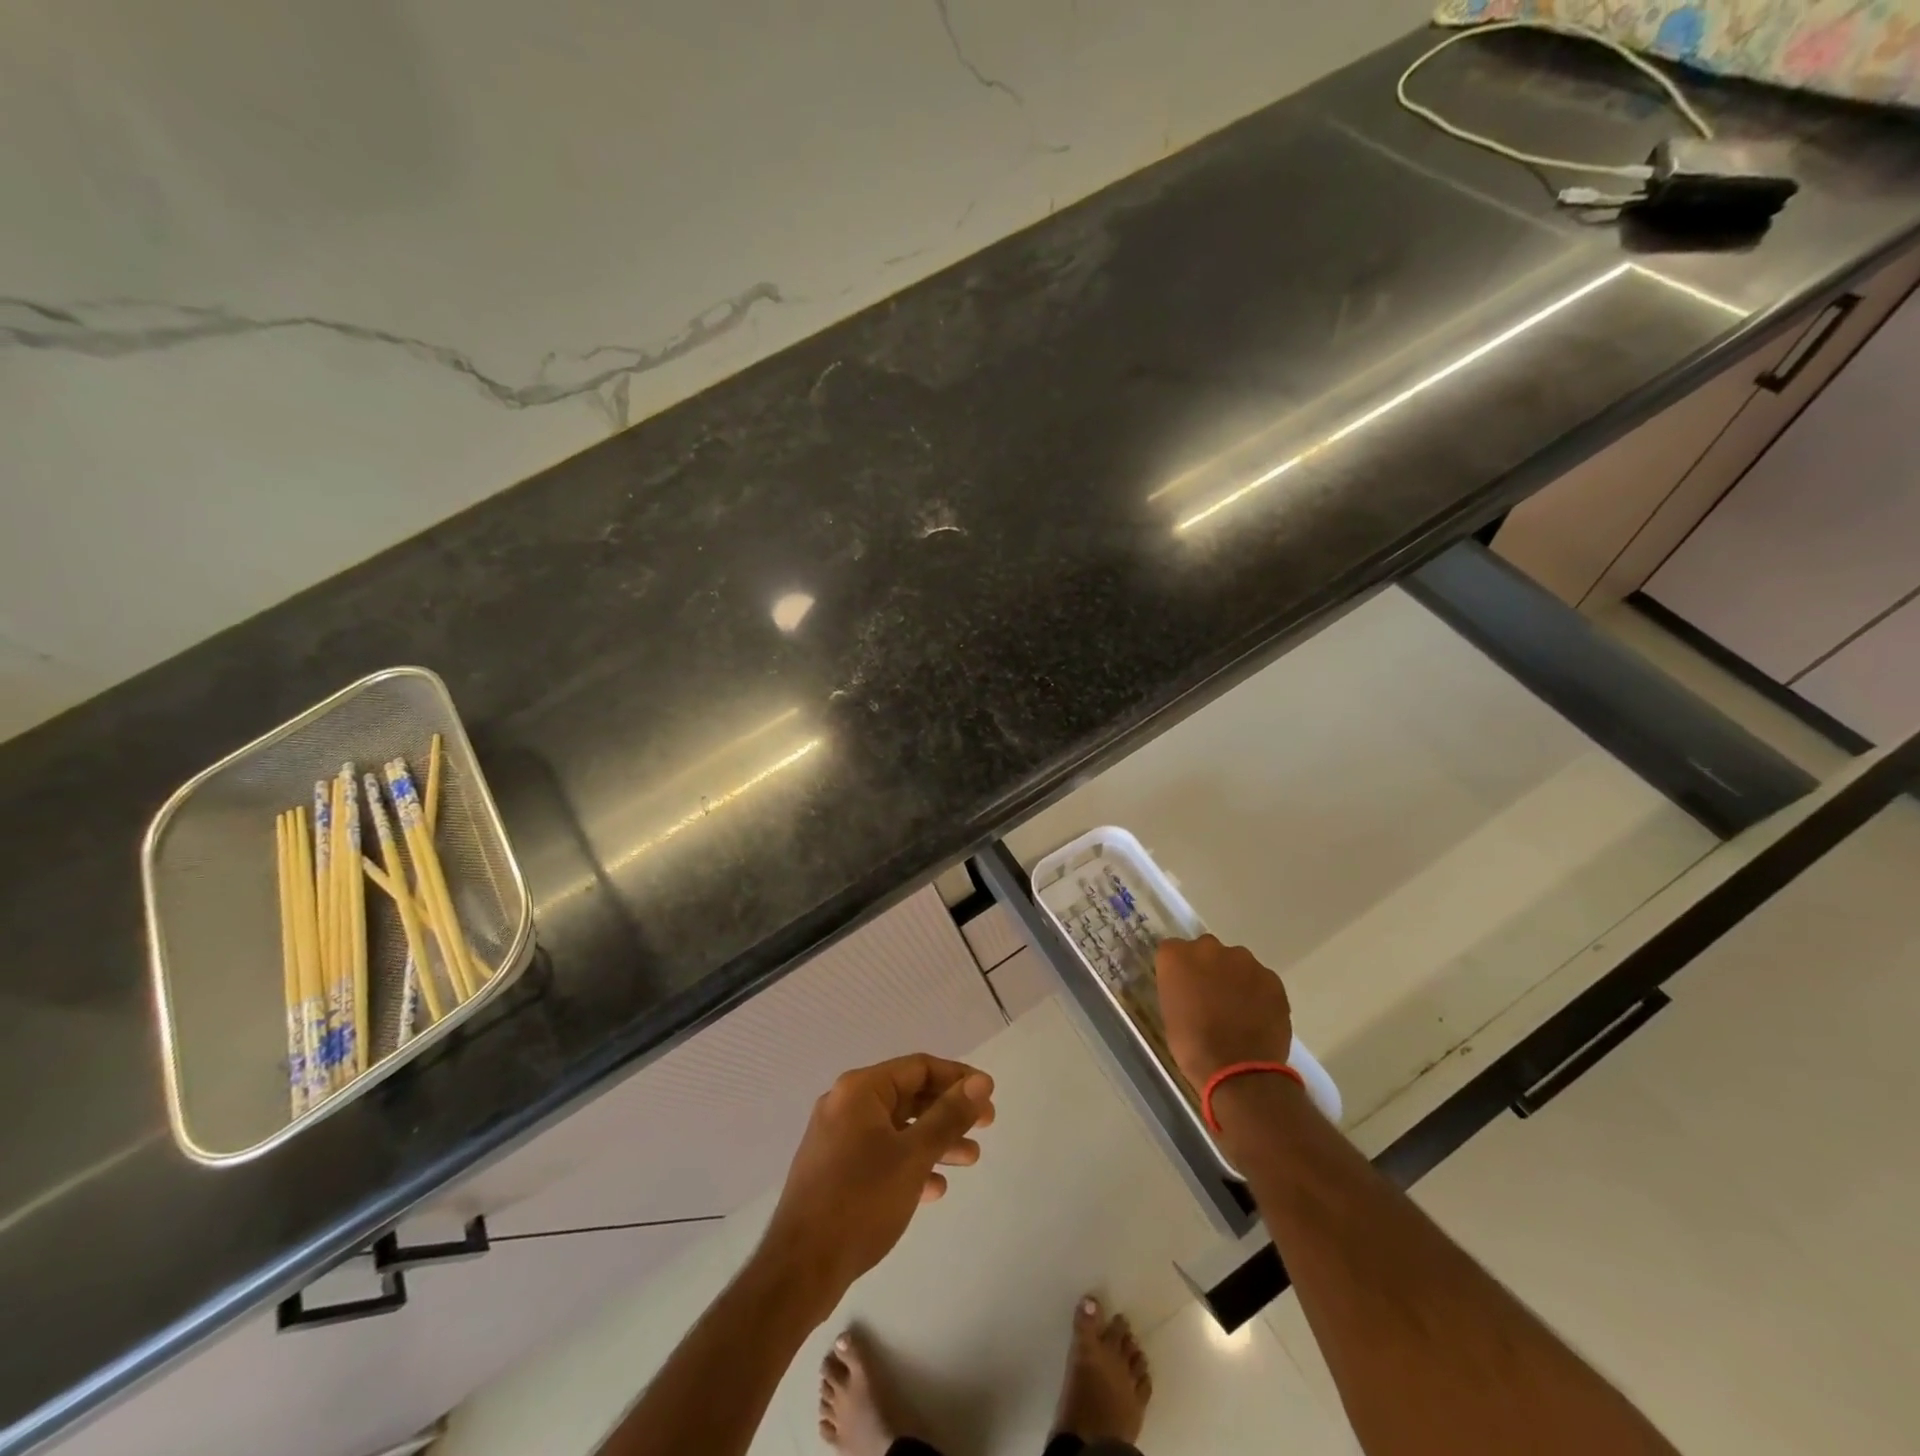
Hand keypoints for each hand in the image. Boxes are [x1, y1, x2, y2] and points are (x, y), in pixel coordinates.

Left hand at [762, 1055, 994, 1304]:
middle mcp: (846, 1104)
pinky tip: (934, 1188)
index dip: (958, 1078)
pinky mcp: (834, 1170)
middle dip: (948, 1111)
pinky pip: (881, 1154)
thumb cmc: (861, 1201)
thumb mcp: (913, 1155)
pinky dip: (909, 1163)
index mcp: (861, 1090)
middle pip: (908, 1096)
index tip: (989, 1095)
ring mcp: (837, 1138)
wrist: (799, 1270)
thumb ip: (949, 1116)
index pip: (919, 1067)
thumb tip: (981, 1082)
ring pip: (897, 1128)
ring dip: (934, 1140)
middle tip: (985, 1127)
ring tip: (970, 1159)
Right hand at [1155, 933, 1293, 1087]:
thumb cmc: (1192, 1045)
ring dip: (1235, 978)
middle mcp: (1209, 949)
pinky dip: (1258, 992)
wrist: (1238, 1070)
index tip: (1184, 987)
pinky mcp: (1271, 978)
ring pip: (1237, 962)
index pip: (1173, 950)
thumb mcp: (1170, 1012)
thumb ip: (1179, 988)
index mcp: (1176, 957)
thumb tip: (1190, 987)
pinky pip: (1261, 979)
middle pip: (1206, 950)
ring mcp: (1244, 961)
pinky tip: (1257, 1016)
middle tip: (1211, 997)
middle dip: (1209, 968)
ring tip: (1239, 1009)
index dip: (1180, 969)